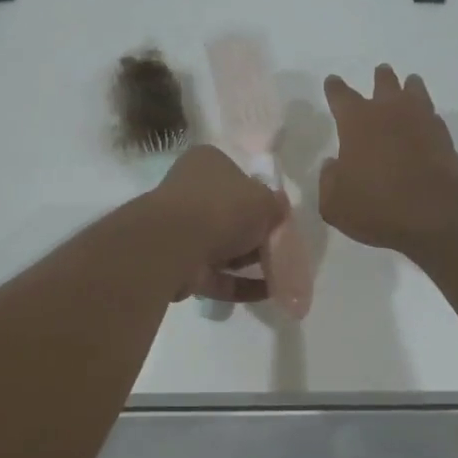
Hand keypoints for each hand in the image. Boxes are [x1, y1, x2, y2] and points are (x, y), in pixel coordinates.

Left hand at [150, 146, 289, 301]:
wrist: (174, 245)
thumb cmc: (222, 208)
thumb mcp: (264, 200)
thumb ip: (276, 206)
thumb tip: (279, 208)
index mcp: (207, 164)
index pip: (239, 177)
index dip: (261, 198)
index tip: (279, 218)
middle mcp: (190, 192)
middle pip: (231, 215)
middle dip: (257, 235)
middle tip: (283, 248)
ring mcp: (181, 230)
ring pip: (223, 247)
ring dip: (251, 262)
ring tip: (282, 275)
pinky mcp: (180, 264)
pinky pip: (217, 275)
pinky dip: (241, 284)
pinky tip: (269, 294)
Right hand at [320, 64, 457, 251]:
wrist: (436, 213)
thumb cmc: (376, 206)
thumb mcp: (335, 204)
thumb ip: (329, 181)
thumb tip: (333, 165)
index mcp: (356, 122)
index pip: (341, 96)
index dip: (335, 88)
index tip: (333, 81)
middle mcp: (389, 112)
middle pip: (384, 84)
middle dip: (380, 78)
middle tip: (381, 71)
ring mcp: (421, 121)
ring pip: (415, 92)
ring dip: (410, 87)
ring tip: (410, 83)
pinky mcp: (444, 137)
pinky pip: (432, 116)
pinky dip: (427, 114)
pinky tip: (426, 118)